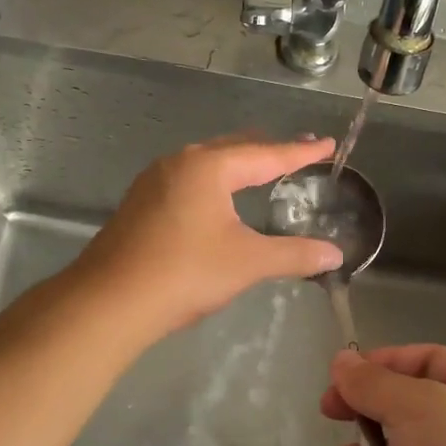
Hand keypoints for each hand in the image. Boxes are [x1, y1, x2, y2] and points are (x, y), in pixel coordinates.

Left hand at [77, 136, 345, 339]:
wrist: (109, 301)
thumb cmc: (184, 273)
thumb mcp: (247, 262)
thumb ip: (294, 254)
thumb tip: (336, 254)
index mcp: (209, 167)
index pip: (266, 154)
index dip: (300, 151)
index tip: (327, 143)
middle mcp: (180, 163)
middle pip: (234, 149)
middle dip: (268, 150)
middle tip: (299, 151)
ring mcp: (154, 182)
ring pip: (207, 163)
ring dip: (238, 163)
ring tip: (262, 167)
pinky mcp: (141, 204)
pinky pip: (188, 180)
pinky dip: (215, 181)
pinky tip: (218, 198)